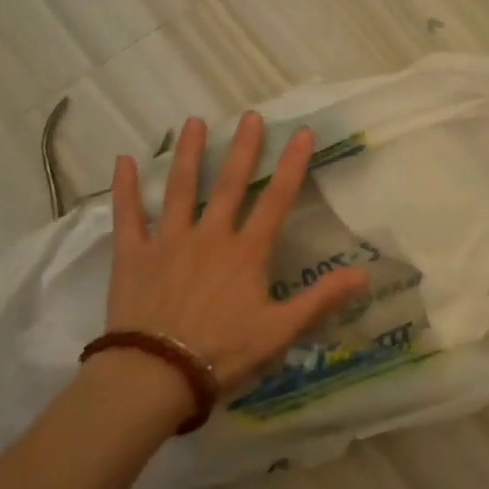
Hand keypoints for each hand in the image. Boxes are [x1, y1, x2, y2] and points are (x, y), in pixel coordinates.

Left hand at [103, 112, 370, 395]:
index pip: (276, 200)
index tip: (301, 133)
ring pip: (180, 188)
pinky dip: (125, 188)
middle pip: (230, 184)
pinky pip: (128, 215)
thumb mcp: (281, 331)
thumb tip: (365, 275)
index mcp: (247, 252)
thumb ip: (322, 299)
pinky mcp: (133, 255)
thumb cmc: (224, 352)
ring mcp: (169, 241)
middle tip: (249, 116)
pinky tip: (123, 161)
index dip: (292, 165)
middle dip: (243, 148)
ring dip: (187, 154)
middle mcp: (210, 235)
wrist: (157, 373)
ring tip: (193, 122)